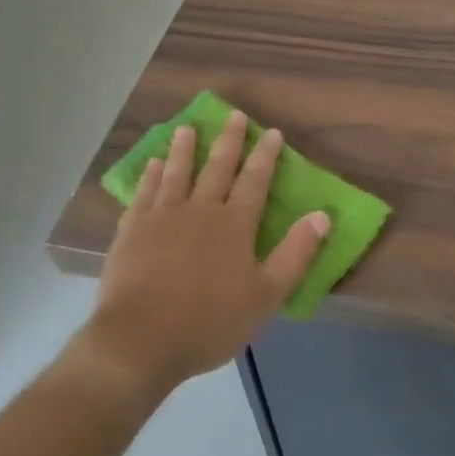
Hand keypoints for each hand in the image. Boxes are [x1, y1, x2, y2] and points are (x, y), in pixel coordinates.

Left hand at [84, 112, 327, 394]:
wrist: (140, 340)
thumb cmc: (209, 322)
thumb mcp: (265, 296)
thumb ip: (295, 254)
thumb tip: (322, 215)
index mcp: (234, 224)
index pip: (255, 180)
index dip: (265, 155)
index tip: (271, 132)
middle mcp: (200, 210)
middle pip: (217, 167)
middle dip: (229, 140)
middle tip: (233, 115)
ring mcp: (162, 217)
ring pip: (177, 173)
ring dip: (184, 149)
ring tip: (187, 128)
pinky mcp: (132, 230)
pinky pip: (144, 194)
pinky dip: (150, 176)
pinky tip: (153, 165)